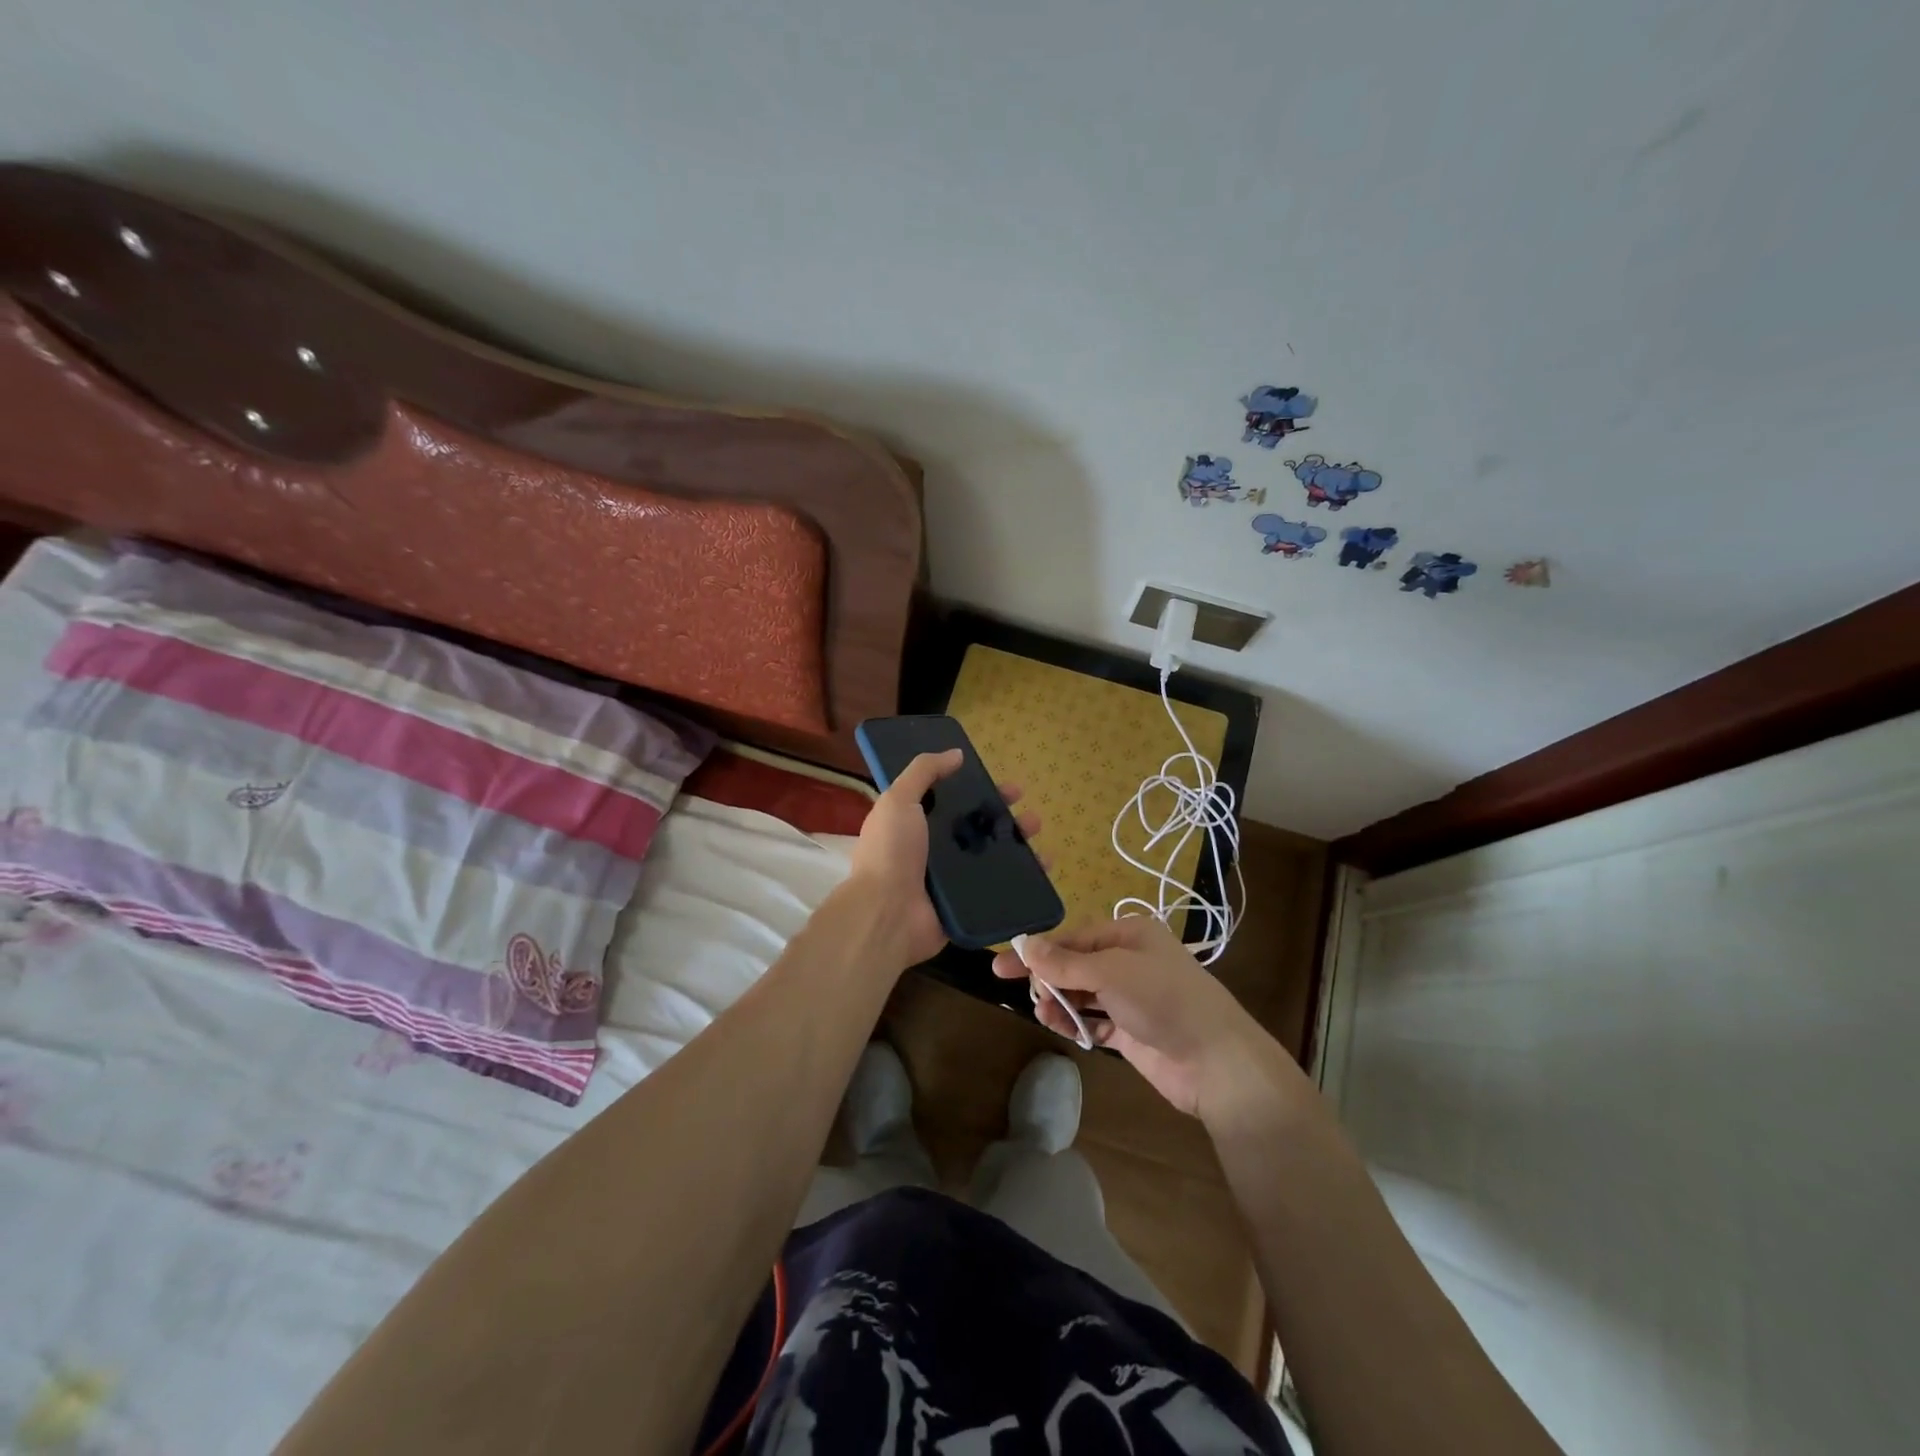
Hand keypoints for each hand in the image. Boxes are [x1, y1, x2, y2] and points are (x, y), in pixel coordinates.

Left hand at [848, 750, 1040, 970]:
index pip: (954, 802)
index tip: (1001, 785)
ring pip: (992, 855)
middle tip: (1027, 810)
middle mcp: (935, 849)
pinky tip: (1043, 867)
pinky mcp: (967, 904)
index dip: (979, 791)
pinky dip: (1023, 877)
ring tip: (1037, 833)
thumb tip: (956, 753)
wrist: (887, 914)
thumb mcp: (898, 800)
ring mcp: (952, 879)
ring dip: (1017, 842)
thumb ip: (923, 772)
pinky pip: (999, 886)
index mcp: (917, 824)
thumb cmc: (890, 853)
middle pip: (977, 827)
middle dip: (1004, 816)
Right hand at [992, 915, 1265, 1117]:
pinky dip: (1075, 1022)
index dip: (1039, 949)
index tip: (1004, 962)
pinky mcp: (1132, 1031)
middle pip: (1076, 964)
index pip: (1074, 937)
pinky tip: (1057, 1026)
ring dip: (1059, 1001)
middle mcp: (1130, 961)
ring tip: (1041, 1012)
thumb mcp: (1110, 971)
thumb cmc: (1163, 999)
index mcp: (1130, 934)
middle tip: (1012, 988)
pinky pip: (1094, 1021)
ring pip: (1083, 993)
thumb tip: (1026, 946)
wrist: (1216, 1061)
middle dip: (1048, 975)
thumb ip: (1066, 962)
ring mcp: (1132, 998)